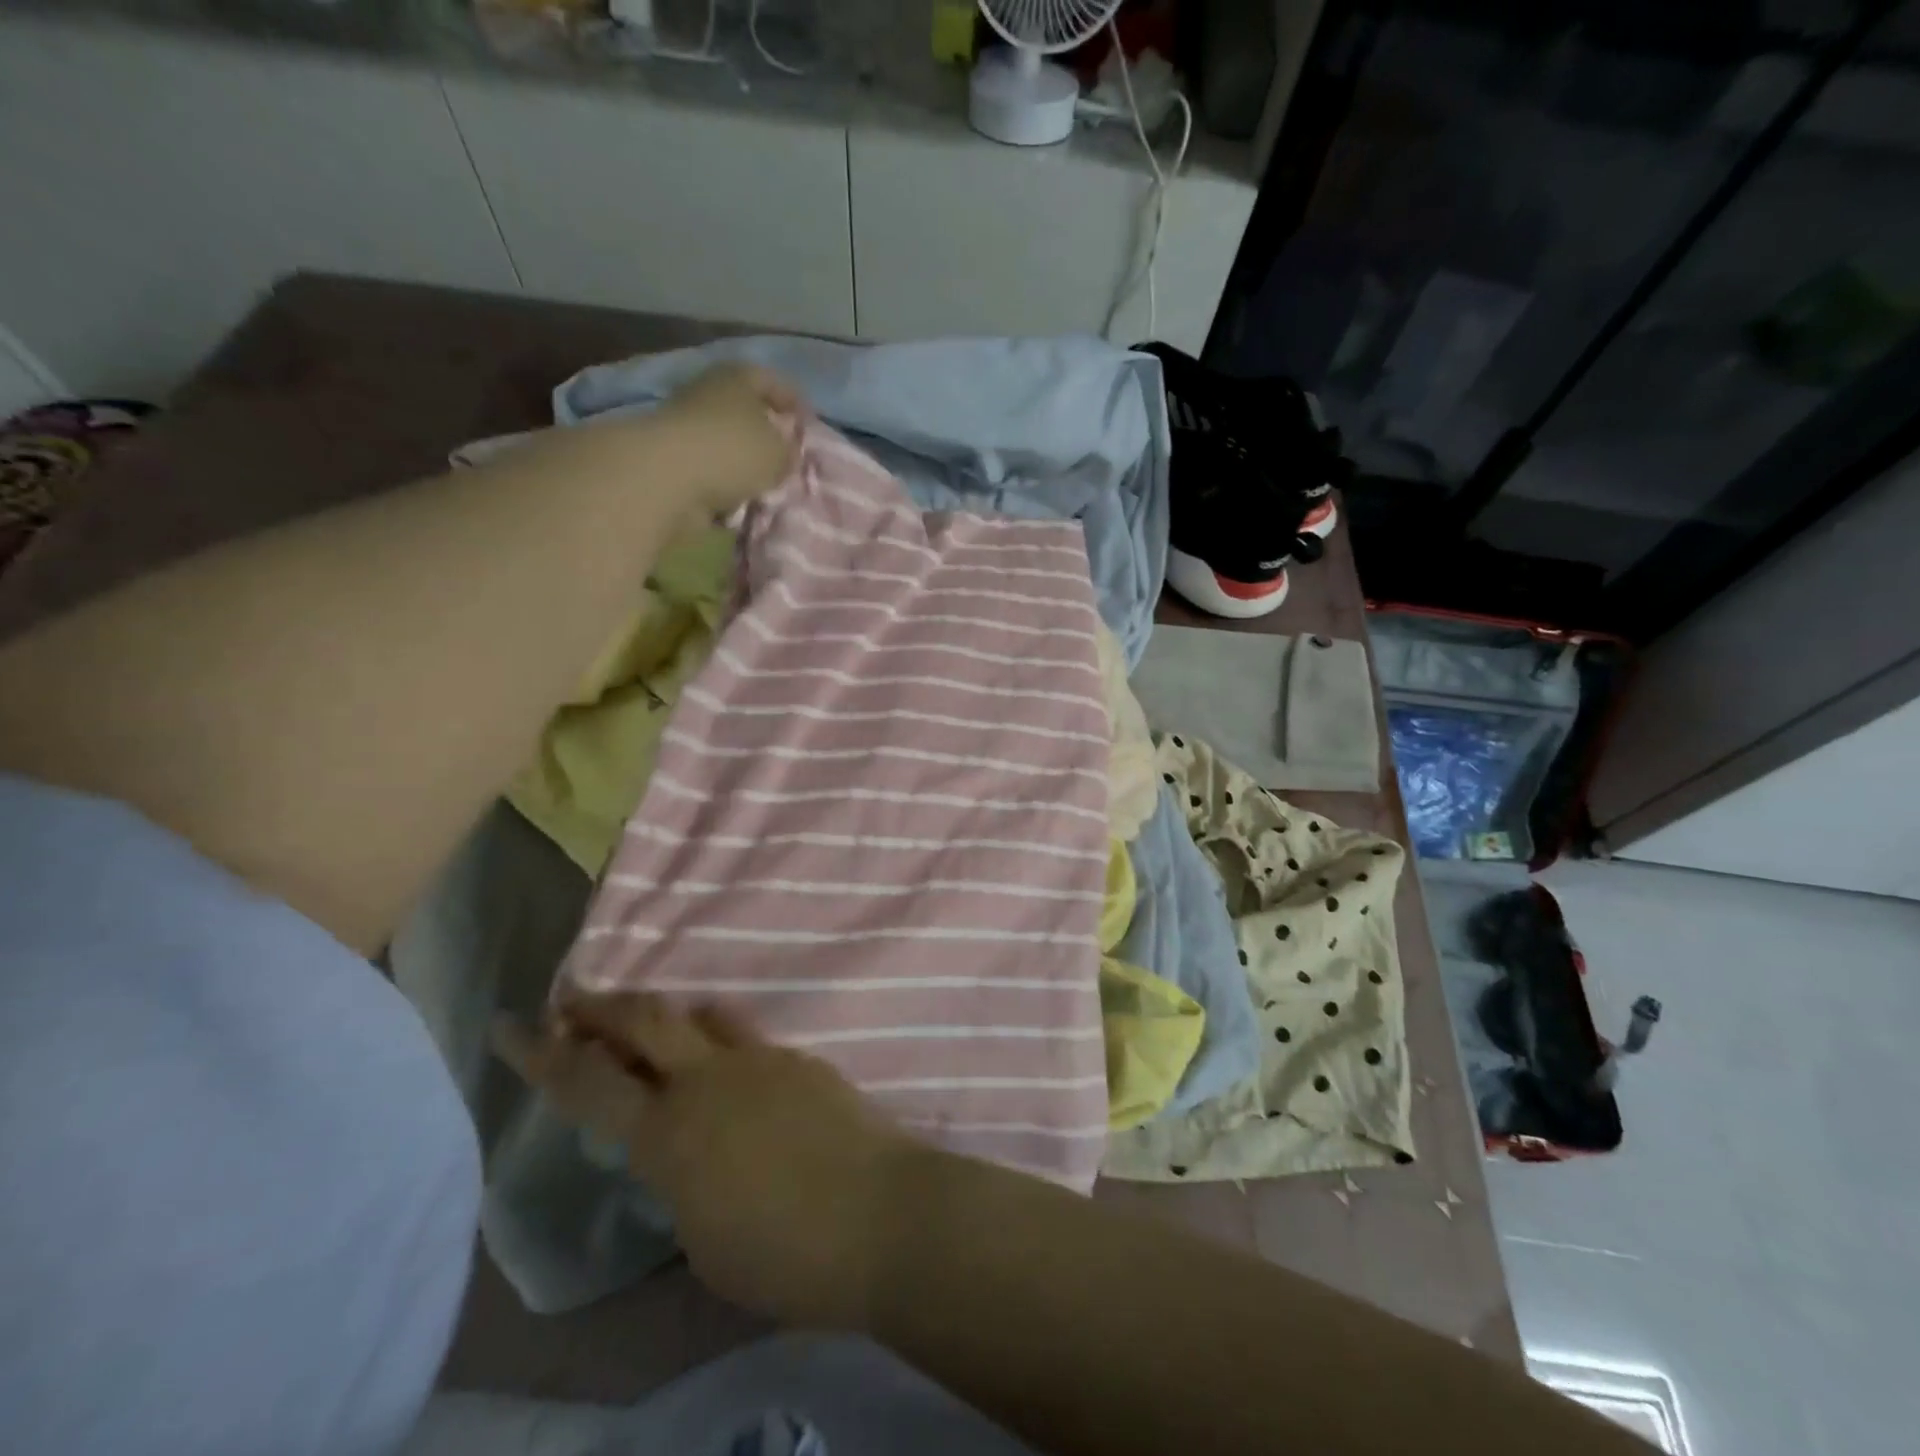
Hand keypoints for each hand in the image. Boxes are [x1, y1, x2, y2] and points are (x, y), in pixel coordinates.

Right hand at [493, 992, 913, 1330]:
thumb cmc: (784, 1255)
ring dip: (667, 1016)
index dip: (540, 1054)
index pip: (587, 1085)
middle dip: (601, 1005)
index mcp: (669, 1134)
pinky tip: (735, 1077)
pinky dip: (723, 1046)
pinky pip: (748, 1040)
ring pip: (701, 1014)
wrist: (882, 1215)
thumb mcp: (702, 1238)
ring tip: (653, 1028)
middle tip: (573, 999)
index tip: (509, 1025)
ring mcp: (761, 1059)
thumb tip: (679, 1150)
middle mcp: (709, 1079)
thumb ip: (679, 1179)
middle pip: (645, 1018)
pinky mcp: (801, 1058)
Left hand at [651, 364, 805, 516]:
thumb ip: (789, 452)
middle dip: (766, 433)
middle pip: (744, 411)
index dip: (793, 400)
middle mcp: (708, 394)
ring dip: (744, 463)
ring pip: (726, 442)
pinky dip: (724, 483)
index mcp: (736, 378)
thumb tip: (786, 454)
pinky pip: (710, 470)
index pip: (771, 380)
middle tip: (786, 455)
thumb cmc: (732, 451)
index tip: (808, 423)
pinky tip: (739, 499)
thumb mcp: (778, 453)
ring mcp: (685, 427)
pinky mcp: (672, 459)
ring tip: (765, 484)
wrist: (666, 478)